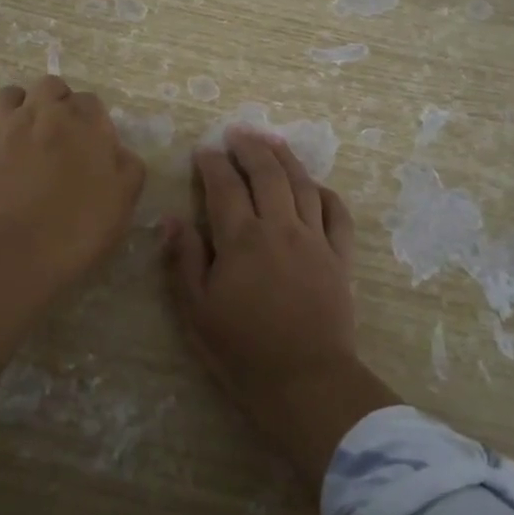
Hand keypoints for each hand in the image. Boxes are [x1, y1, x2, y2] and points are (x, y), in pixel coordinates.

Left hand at [0, 76, 146, 293]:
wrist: (15, 253)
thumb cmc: (78, 228)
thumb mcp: (123, 200)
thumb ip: (127, 166)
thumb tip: (117, 152)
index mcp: (82, 122)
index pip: (91, 102)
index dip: (93, 122)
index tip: (93, 147)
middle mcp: (40, 112)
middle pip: (50, 86)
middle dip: (57, 102)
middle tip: (60, 135)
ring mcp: (1, 127)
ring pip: (8, 95)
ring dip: (19, 107)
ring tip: (23, 133)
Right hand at [162, 130, 399, 490]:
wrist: (306, 383)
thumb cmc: (242, 351)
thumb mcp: (197, 311)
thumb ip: (185, 261)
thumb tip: (173, 220)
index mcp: (242, 239)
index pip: (225, 186)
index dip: (213, 164)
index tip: (204, 151)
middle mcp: (280, 227)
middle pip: (267, 173)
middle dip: (250, 147)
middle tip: (237, 132)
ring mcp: (315, 240)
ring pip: (302, 185)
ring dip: (286, 158)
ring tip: (272, 141)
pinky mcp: (340, 257)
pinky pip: (338, 214)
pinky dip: (326, 193)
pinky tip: (315, 186)